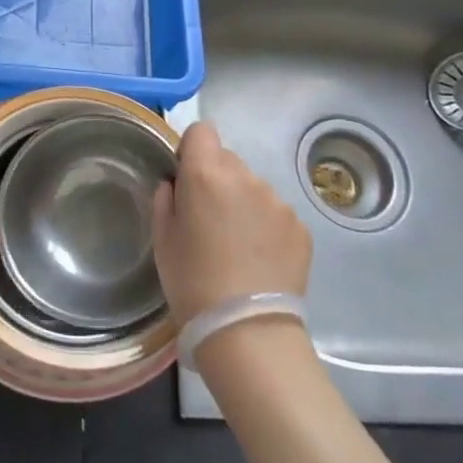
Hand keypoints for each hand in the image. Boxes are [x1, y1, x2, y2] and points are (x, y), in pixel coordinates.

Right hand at [153, 120, 310, 324]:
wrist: (247, 331)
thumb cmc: (192, 282)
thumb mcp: (162, 240)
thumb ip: (166, 199)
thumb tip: (176, 184)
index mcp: (206, 175)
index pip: (202, 131)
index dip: (192, 150)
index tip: (186, 178)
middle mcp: (245, 177)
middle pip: (228, 159)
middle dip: (216, 179)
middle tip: (208, 220)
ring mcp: (277, 201)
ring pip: (253, 187)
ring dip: (243, 203)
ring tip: (236, 246)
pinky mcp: (300, 226)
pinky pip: (275, 213)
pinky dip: (265, 227)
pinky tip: (259, 259)